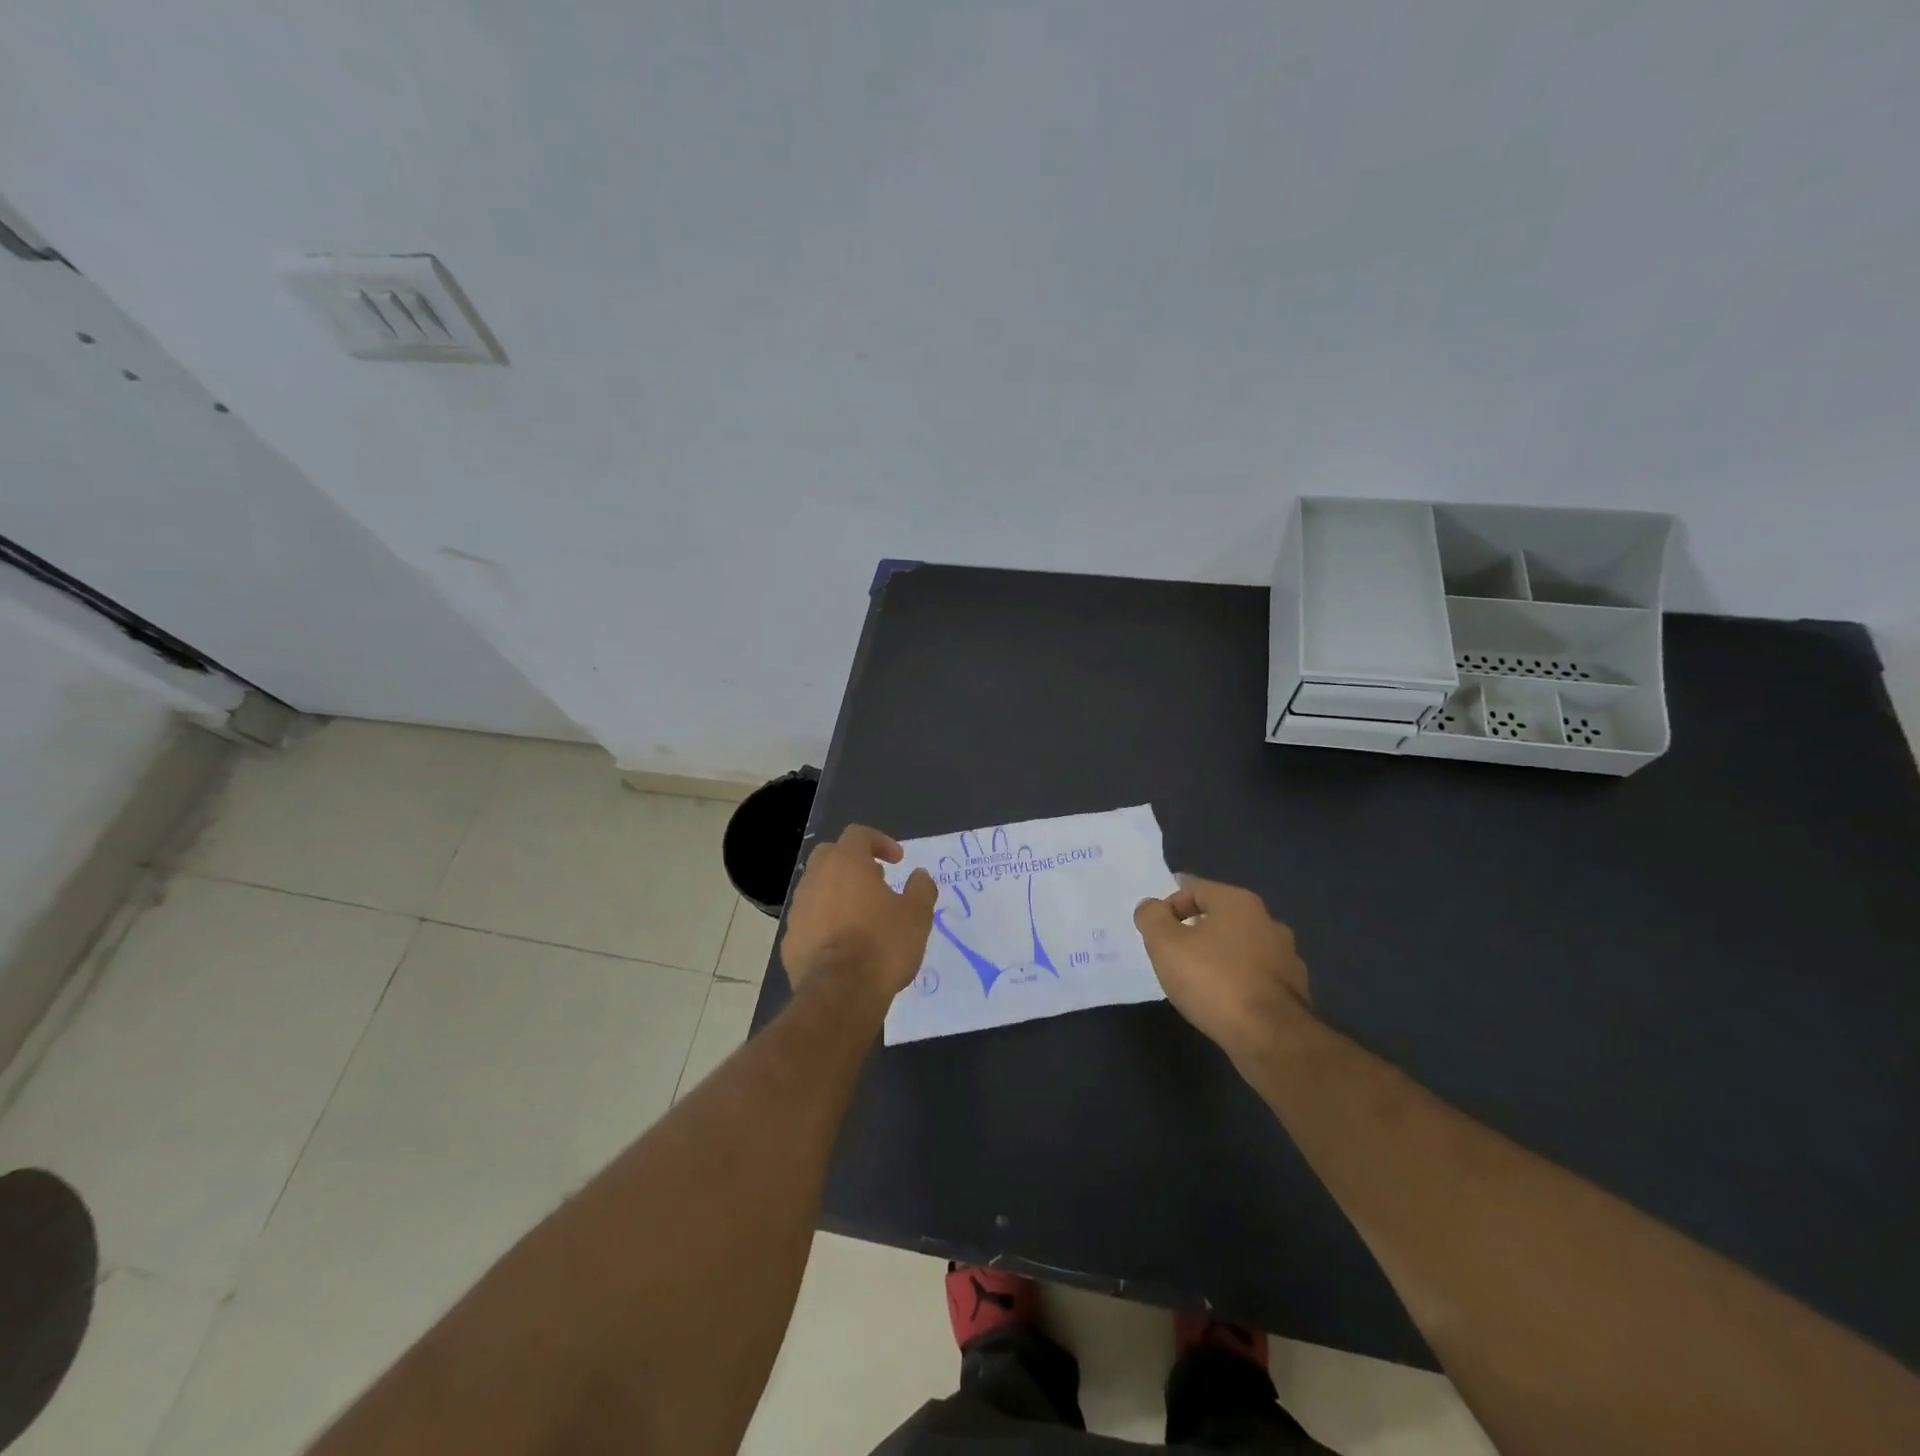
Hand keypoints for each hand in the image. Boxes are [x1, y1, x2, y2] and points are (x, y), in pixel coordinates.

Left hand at [783, 825, 936, 1003]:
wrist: (840, 994)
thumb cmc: (883, 945)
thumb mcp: (917, 915)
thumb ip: (921, 888)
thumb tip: (919, 876)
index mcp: (846, 863)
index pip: (858, 834)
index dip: (880, 842)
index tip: (897, 861)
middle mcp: (816, 878)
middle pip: (830, 854)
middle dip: (852, 861)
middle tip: (875, 880)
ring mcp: (799, 909)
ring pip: (816, 887)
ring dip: (837, 892)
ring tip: (860, 915)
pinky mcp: (790, 940)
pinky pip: (809, 919)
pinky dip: (825, 921)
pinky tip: (842, 943)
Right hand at [1133, 876, 1311, 1064]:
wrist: (1269, 1038)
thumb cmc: (1212, 980)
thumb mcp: (1165, 944)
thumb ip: (1151, 917)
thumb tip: (1151, 907)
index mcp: (1238, 902)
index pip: (1194, 889)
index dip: (1169, 907)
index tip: (1156, 934)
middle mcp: (1267, 920)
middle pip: (1220, 916)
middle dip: (1194, 930)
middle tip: (1173, 954)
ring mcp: (1286, 955)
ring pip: (1240, 946)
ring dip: (1219, 956)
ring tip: (1198, 980)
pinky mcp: (1294, 989)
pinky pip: (1256, 975)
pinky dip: (1238, 981)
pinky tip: (1224, 1000)